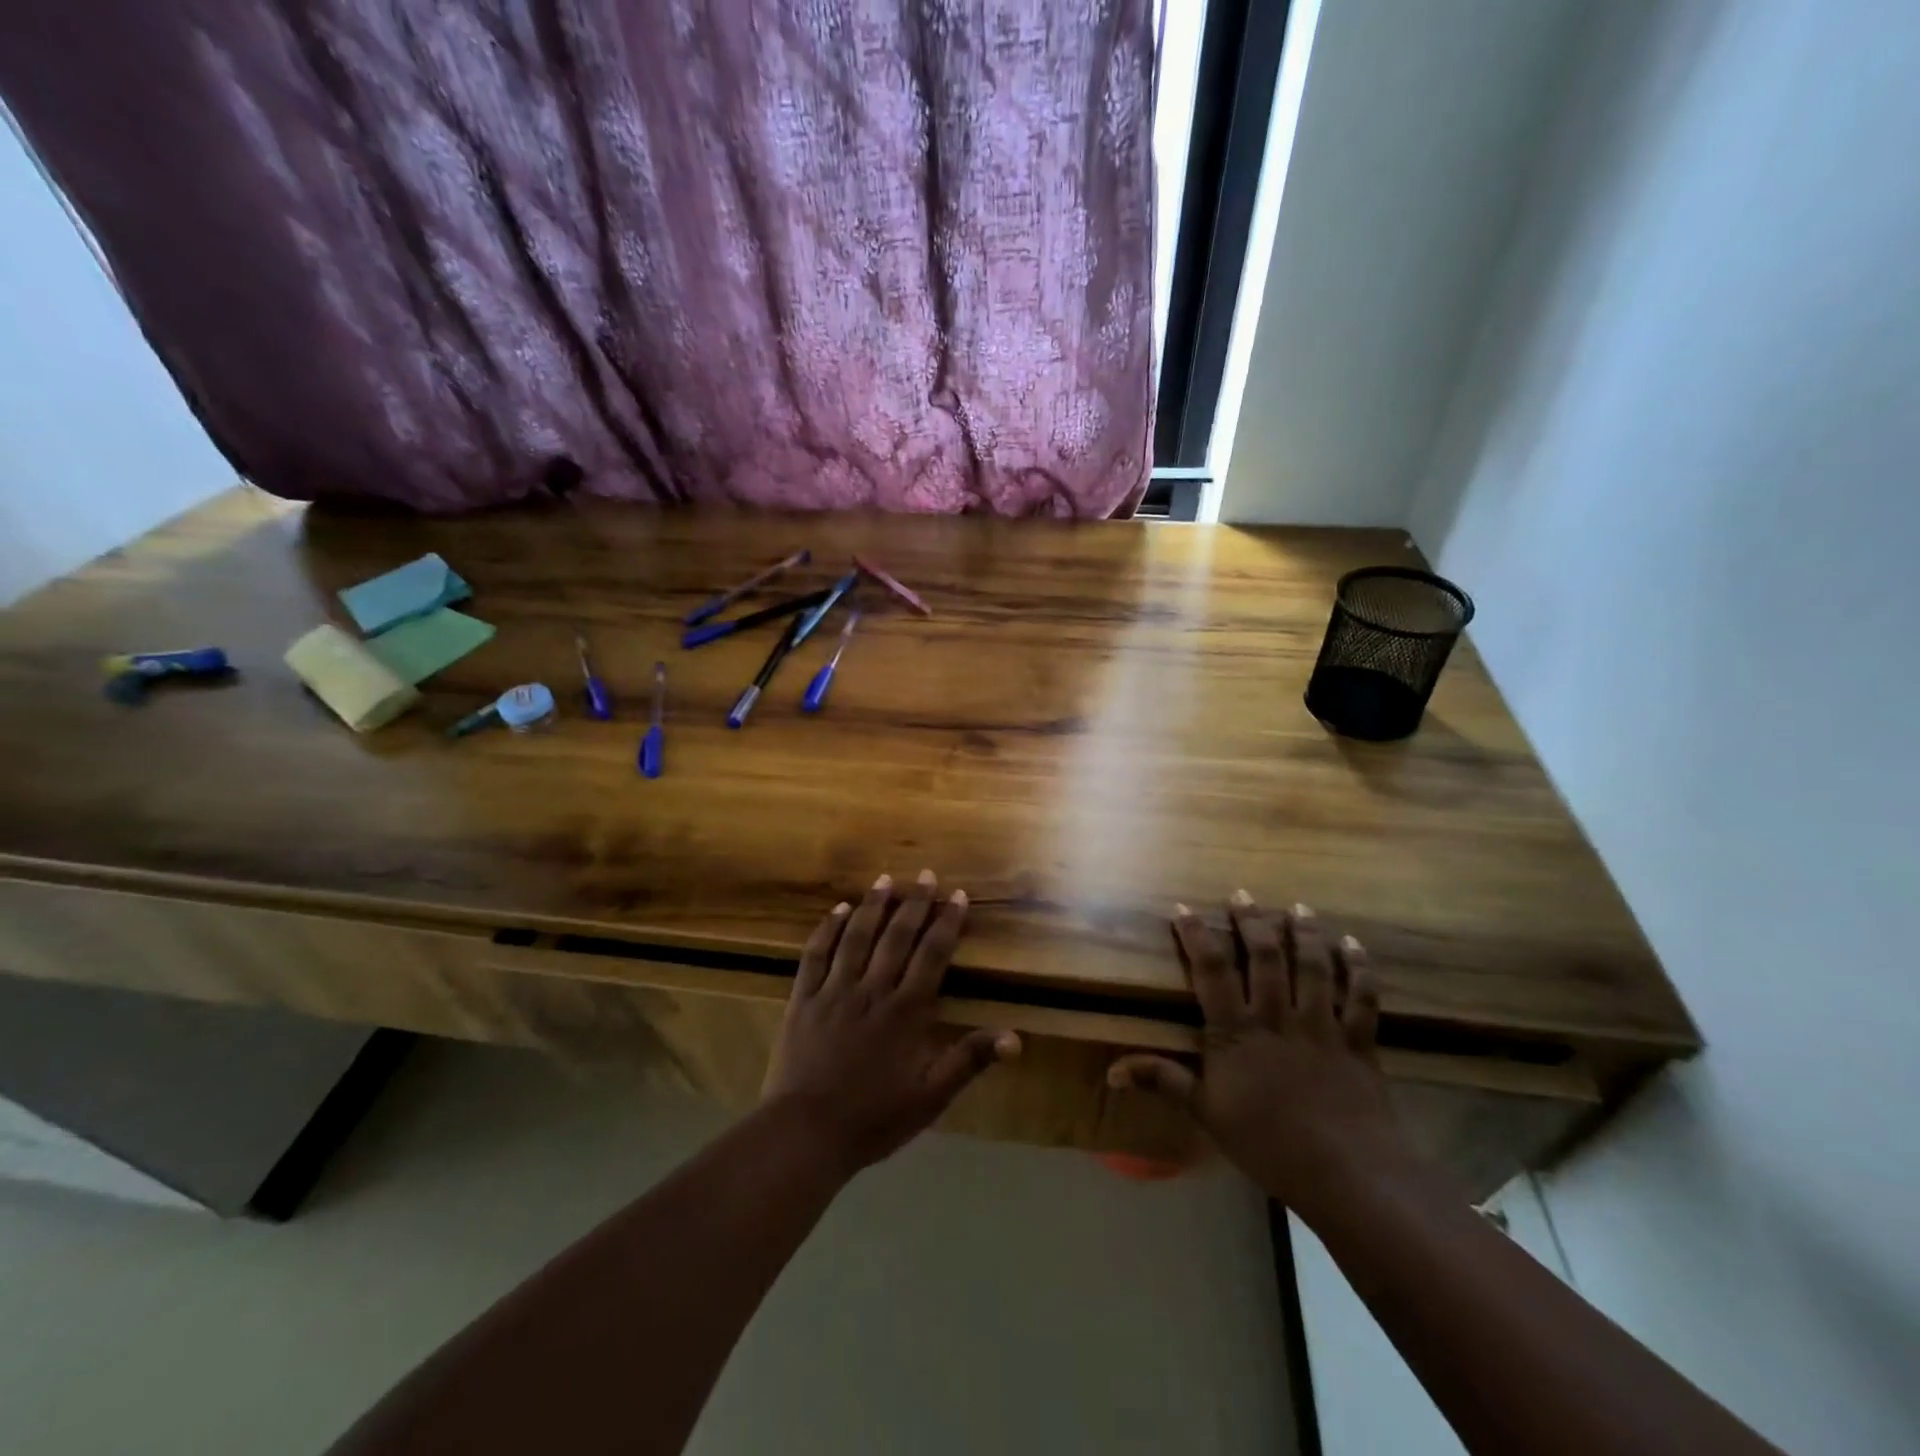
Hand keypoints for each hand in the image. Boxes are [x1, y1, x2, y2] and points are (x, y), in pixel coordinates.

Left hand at [763, 871, 1020, 1172]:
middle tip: (925, 875)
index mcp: (906, 1011)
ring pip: (857, 937)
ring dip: (873, 906)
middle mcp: (872, 990)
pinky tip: (838, 910)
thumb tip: (1015, 1037)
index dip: (946, 923)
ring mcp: (834, 991)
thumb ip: (969, 1060)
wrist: (805, 1134)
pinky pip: (816, 955)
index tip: (957, 896)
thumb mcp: (930, 1097)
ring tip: (885, 879)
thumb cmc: (873, 1119)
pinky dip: (828, 929)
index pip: (932, 955)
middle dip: (914, 903)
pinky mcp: (803, 999)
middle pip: (896, 937)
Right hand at [1109, 895, 1403, 1212]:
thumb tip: (1111, 1072)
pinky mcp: (1358, 1043)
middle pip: (1265, 957)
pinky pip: (1361, 998)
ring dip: (1305, 933)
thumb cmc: (1267, 1143)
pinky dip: (1360, 970)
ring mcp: (1320, 1026)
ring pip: (1313, 967)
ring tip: (1299, 907)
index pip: (1212, 970)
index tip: (1184, 908)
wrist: (1346, 1174)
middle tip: (1243, 894)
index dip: (1197, 935)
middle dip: (1252, 922)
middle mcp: (1277, 1017)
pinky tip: (1356, 946)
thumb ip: (1163, 1081)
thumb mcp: (1206, 1112)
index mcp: (1236, 1031)